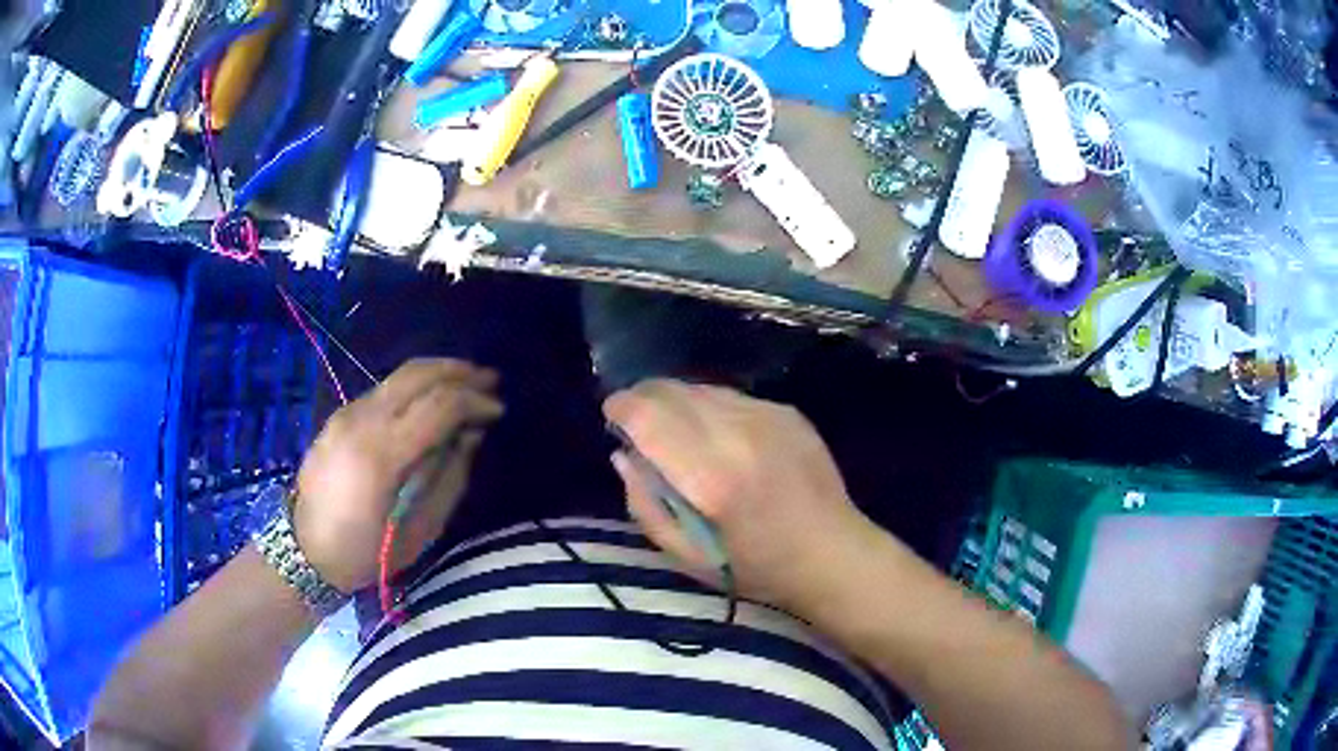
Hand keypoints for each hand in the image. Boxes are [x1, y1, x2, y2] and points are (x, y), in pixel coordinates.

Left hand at [295, 359, 503, 592]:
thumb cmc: (366, 552)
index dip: (475, 401)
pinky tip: (430, 399)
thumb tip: (470, 437)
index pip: (439, 405)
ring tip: (467, 381)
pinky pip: (384, 389)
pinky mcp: (340, 415)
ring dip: (437, 373)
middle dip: (459, 372)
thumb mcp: (418, 530)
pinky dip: (415, 386)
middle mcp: (363, 420)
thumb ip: (449, 479)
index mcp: (383, 454)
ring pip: (399, 375)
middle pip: (418, 374)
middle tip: (490, 379)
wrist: (304, 549)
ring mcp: (347, 413)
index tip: (498, 410)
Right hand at [603, 380, 872, 610]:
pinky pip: (732, 397)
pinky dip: (711, 408)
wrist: (833, 552)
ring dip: (678, 402)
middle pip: (672, 391)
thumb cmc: (755, 567)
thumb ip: (645, 505)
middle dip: (645, 398)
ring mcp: (768, 416)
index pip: (649, 416)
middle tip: (637, 421)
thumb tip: (622, 455)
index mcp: (711, 478)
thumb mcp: (686, 556)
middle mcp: (739, 434)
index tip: (611, 415)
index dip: (622, 407)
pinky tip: (719, 436)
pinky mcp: (787, 411)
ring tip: (677, 431)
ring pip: (701, 388)